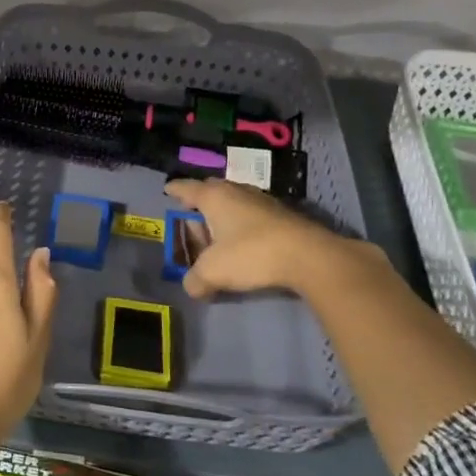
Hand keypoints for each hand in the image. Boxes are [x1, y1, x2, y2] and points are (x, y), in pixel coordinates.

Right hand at [163, 178, 368, 298]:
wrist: (308, 256)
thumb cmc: (251, 254)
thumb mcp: (214, 272)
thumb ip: (196, 279)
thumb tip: (191, 287)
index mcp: (214, 197)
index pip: (187, 188)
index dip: (175, 190)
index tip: (167, 190)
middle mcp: (236, 191)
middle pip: (211, 190)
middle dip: (199, 201)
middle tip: (191, 214)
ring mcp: (262, 200)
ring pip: (234, 200)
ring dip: (223, 213)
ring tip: (217, 231)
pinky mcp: (282, 214)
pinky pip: (252, 213)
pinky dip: (243, 223)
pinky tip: (244, 241)